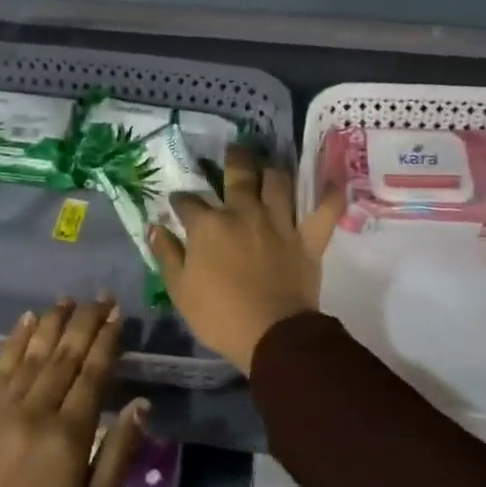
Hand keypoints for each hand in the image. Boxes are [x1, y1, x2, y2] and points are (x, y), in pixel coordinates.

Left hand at [0, 297, 147, 486]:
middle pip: (65, 354)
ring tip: (69, 298)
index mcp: (68, 435)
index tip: (117, 314)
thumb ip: (118, 455)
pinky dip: (16, 339)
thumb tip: (141, 404)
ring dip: (53, 322)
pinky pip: (1, 365)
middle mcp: (37, 410)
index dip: (106, 341)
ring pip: (34, 353)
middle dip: (85, 321)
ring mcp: (4, 408)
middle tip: (101, 296)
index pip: (93, 374)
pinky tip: (27, 319)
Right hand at [150, 145, 345, 372]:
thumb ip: (166, 254)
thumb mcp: (179, 289)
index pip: (189, 202)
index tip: (178, 202)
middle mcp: (244, 212)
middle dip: (234, 159)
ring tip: (269, 166)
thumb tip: (154, 227)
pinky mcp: (307, 238)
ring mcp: (279, 222)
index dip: (181, 200)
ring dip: (273, 171)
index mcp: (209, 225)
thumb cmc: (219, 315)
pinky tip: (332, 183)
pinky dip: (330, 195)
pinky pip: (325, 210)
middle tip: (234, 151)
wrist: (271, 336)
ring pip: (278, 182)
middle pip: (238, 174)